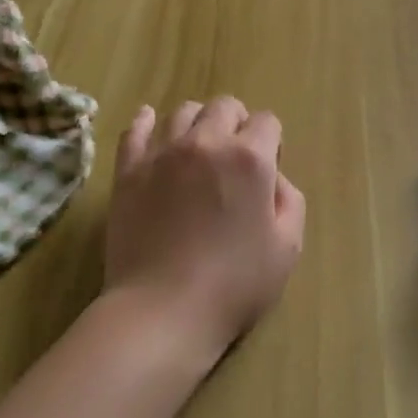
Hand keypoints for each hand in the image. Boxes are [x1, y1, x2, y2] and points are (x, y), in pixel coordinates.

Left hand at [103, 97, 305, 370]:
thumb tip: (272, 178)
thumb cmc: (235, 284)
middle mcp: (205, 143)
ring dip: (199, 123)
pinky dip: (147, 123)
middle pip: (224, 107)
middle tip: (236, 158)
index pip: (267, 121)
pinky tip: (152, 124)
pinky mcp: (128, 172)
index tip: (267, 170)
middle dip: (237, 123)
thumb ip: (289, 200)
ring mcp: (162, 154)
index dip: (272, 141)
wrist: (163, 311)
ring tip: (199, 149)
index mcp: (249, 158)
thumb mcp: (287, 247)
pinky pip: (136, 130)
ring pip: (183, 112)